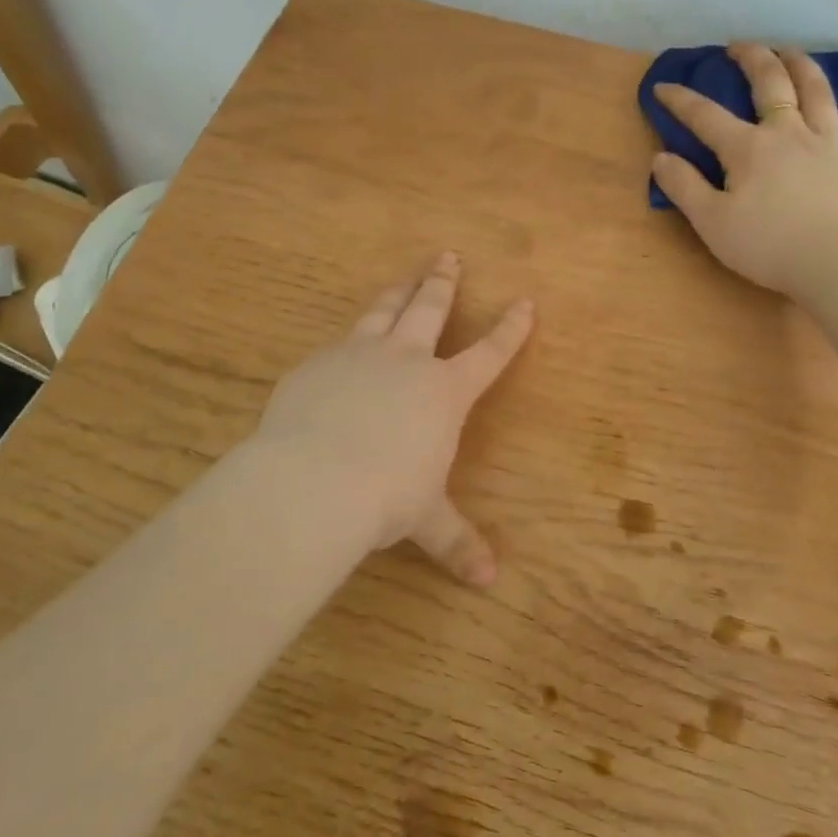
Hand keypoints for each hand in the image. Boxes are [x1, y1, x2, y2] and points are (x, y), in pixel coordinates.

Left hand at [251, 251, 533, 585]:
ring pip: (383, 311)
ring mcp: (358, 355)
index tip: (524, 301)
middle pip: (430, 309)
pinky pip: (338, 343)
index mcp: (444, 392)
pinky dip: (349, 340)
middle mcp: (406, 361)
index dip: (510, 328)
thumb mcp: (425, 520)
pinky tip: (342, 347)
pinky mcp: (317, 364)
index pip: (489, 353)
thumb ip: (456, 542)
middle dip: (443, 282)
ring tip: (405, 275)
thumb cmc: (386, 497)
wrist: (313, 481)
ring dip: (398, 291)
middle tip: (448, 255)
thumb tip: (489, 581)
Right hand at [652, 43, 837, 297]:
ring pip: (818, 94)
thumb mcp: (711, 222)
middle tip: (739, 46)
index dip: (681, 100)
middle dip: (752, 58)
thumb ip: (684, 187)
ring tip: (792, 53)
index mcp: (748, 148)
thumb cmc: (767, 246)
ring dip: (803, 68)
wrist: (837, 265)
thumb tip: (661, 158)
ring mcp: (830, 146)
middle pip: (771, 84)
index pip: (706, 116)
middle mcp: (789, 134)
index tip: (662, 87)